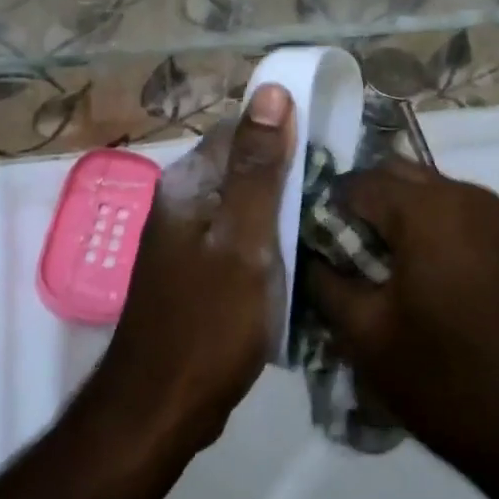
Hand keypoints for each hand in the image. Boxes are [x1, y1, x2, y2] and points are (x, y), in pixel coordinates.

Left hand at [83, 85, 293, 457]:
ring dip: (282, 205)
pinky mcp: (197, 267)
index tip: (330, 146)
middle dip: (288, 170)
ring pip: (244, 201)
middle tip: (338, 191)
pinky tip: (299, 253)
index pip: (240, 128)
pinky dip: (269, 236)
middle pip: (243, 163)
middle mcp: (182, 199)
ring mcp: (187, 235)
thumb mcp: (244, 240)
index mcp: (189, 182)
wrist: (160, 408)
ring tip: (328, 219)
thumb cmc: (208, 321)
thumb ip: (258, 167)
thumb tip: (270, 90)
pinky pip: (239, 233)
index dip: (284, 129)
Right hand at [304, 158, 498, 493]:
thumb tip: (309, 255)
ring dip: (398, 216)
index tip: (314, 248)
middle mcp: (465, 195)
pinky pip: (457, 213)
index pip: (356, 183)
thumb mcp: (366, 336)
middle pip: (395, 176)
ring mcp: (497, 216)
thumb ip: (325, 282)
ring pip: (428, 192)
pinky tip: (423, 278)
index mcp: (426, 208)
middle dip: (363, 205)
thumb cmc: (448, 381)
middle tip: (345, 255)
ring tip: (382, 269)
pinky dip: (431, 228)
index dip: (326, 211)